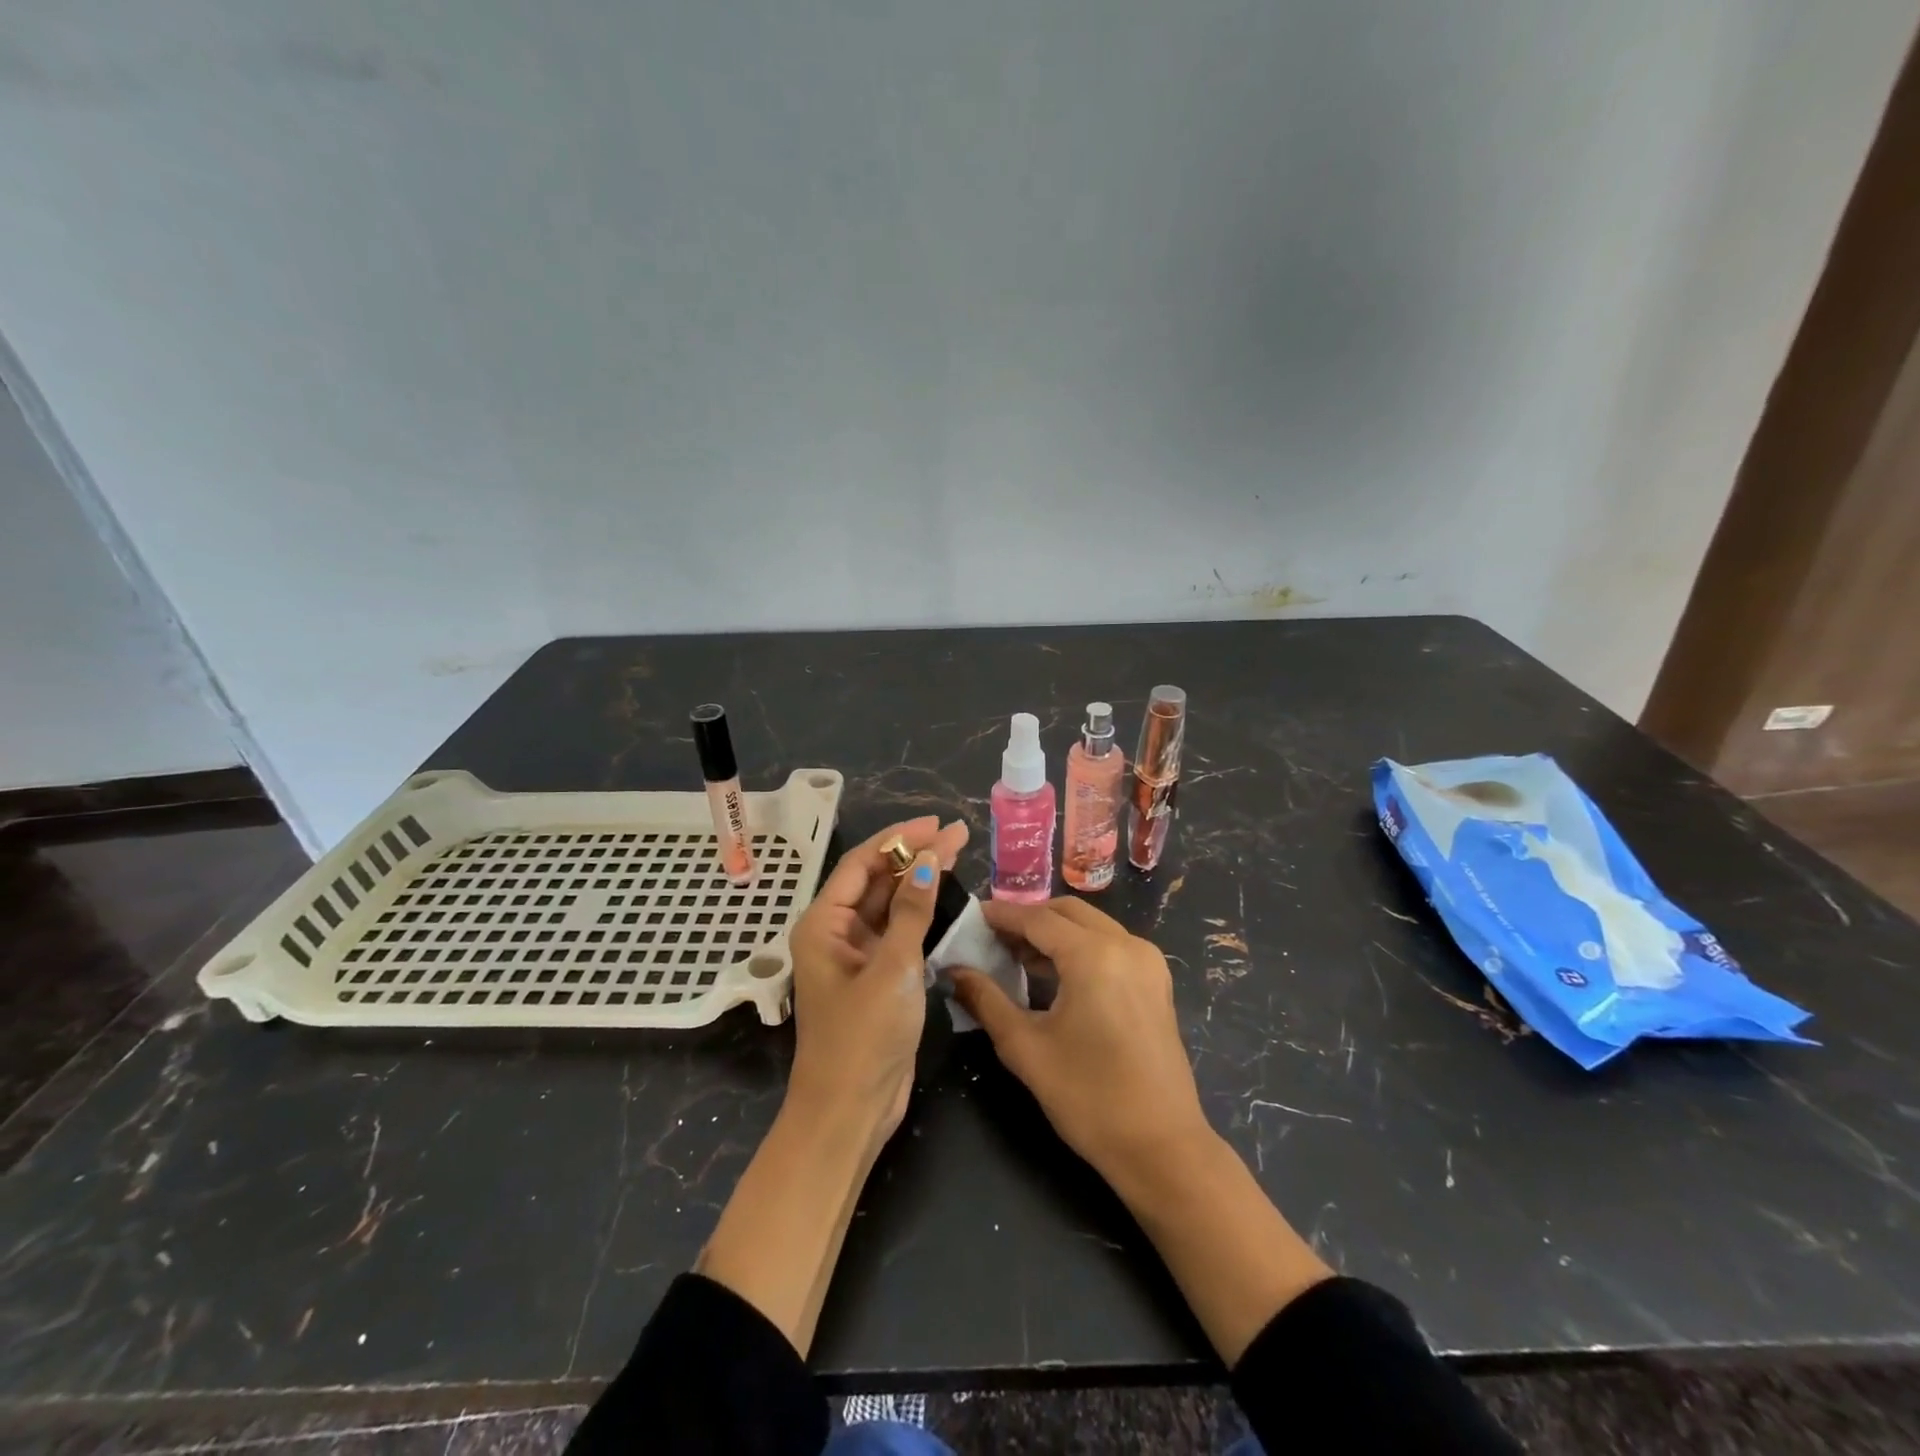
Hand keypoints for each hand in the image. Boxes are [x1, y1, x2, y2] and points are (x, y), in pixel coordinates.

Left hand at [785, 816, 968, 1144]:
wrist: (850, 1112)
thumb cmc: (863, 1038)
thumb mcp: (891, 969)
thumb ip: (910, 912)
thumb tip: (928, 860)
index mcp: (823, 924)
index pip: (861, 863)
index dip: (898, 838)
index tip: (936, 823)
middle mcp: (836, 932)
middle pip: (876, 879)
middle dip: (914, 854)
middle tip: (957, 834)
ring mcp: (857, 955)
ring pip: (889, 903)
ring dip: (919, 879)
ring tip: (957, 852)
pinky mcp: (877, 976)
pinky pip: (898, 930)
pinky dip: (920, 912)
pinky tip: (945, 896)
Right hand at [956, 899, 1331, 1364]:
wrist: (1162, 1147)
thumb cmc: (1089, 1098)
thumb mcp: (1026, 1048)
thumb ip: (986, 1000)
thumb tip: (955, 970)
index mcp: (1094, 955)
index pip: (1037, 918)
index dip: (1001, 915)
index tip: (971, 916)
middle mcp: (1125, 944)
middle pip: (1067, 912)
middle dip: (1028, 918)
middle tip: (992, 938)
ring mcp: (1147, 961)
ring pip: (1091, 924)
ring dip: (1054, 932)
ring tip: (1015, 956)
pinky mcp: (1156, 981)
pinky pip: (1111, 944)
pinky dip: (1080, 946)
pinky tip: (1054, 973)